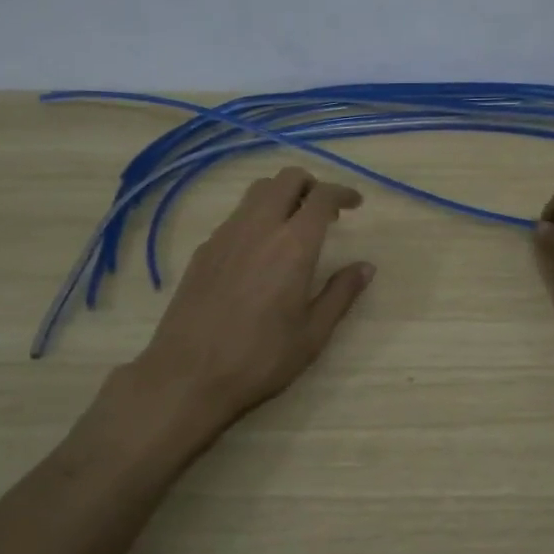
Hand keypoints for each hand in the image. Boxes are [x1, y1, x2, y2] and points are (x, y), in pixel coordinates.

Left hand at [132, 167, 374, 428]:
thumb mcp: (313, 333)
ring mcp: (225, 235)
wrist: (188, 375)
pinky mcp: (203, 249)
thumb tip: (365, 267)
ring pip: (257, 192)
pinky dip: (257, 217)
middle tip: (324, 211)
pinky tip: (259, 252)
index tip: (355, 203)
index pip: (322, 197)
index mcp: (293, 245)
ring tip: (293, 227)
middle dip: (310, 184)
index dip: (342, 193)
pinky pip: (236, 216)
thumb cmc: (260, 358)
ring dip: (281, 196)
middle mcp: (258, 227)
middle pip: (286, 179)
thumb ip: (341, 293)